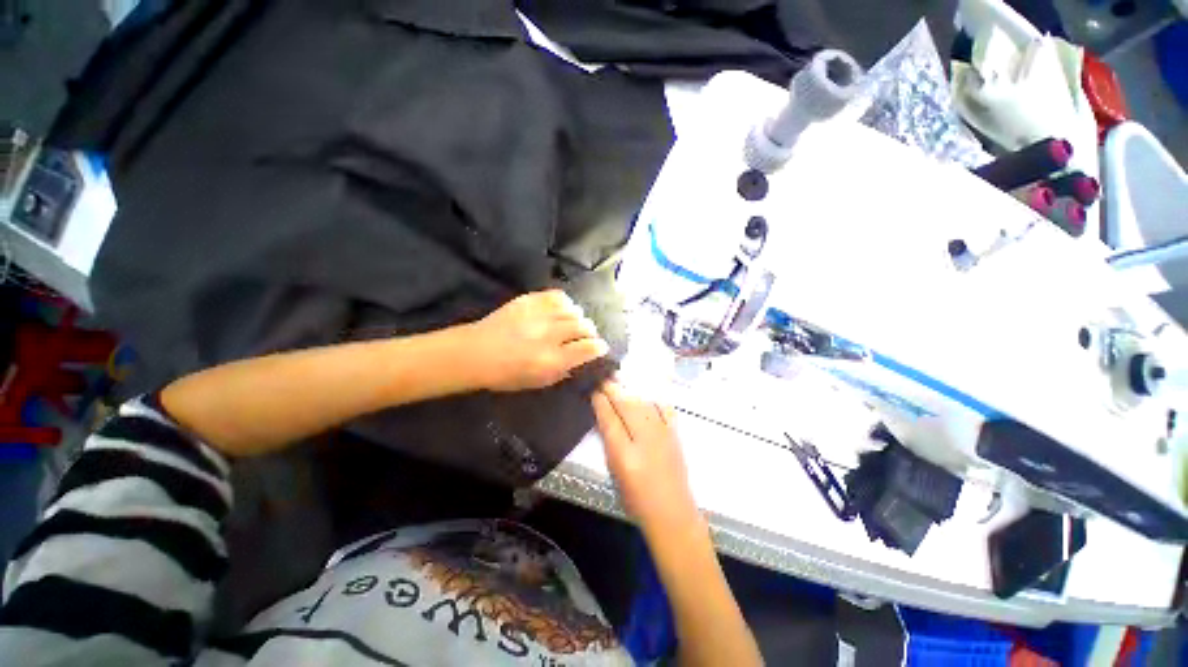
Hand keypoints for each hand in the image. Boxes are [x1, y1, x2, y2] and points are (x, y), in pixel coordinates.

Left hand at [466, 290, 609, 391]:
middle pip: (584, 326)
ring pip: (574, 310)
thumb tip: (581, 360)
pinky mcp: (529, 300)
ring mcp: (539, 315)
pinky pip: (558, 296)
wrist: (475, 353)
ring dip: (578, 318)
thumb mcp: (538, 382)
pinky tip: (562, 310)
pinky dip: (565, 303)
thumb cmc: (505, 375)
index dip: (599, 348)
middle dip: (590, 332)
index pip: (588, 348)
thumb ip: (563, 371)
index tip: (600, 348)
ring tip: (573, 323)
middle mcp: (549, 335)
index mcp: (552, 359)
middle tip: (586, 337)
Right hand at [592, 381, 698, 531]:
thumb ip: (609, 440)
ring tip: (619, 383)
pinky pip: (664, 408)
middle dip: (613, 389)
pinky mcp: (675, 434)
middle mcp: (644, 439)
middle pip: (626, 404)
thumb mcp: (614, 471)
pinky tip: (646, 396)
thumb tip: (603, 414)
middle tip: (603, 379)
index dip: (600, 400)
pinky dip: (653, 399)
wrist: (672, 513)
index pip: (609, 418)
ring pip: (643, 402)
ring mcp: (663, 434)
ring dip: (630, 390)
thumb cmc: (636, 498)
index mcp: (624, 453)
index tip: (593, 388)